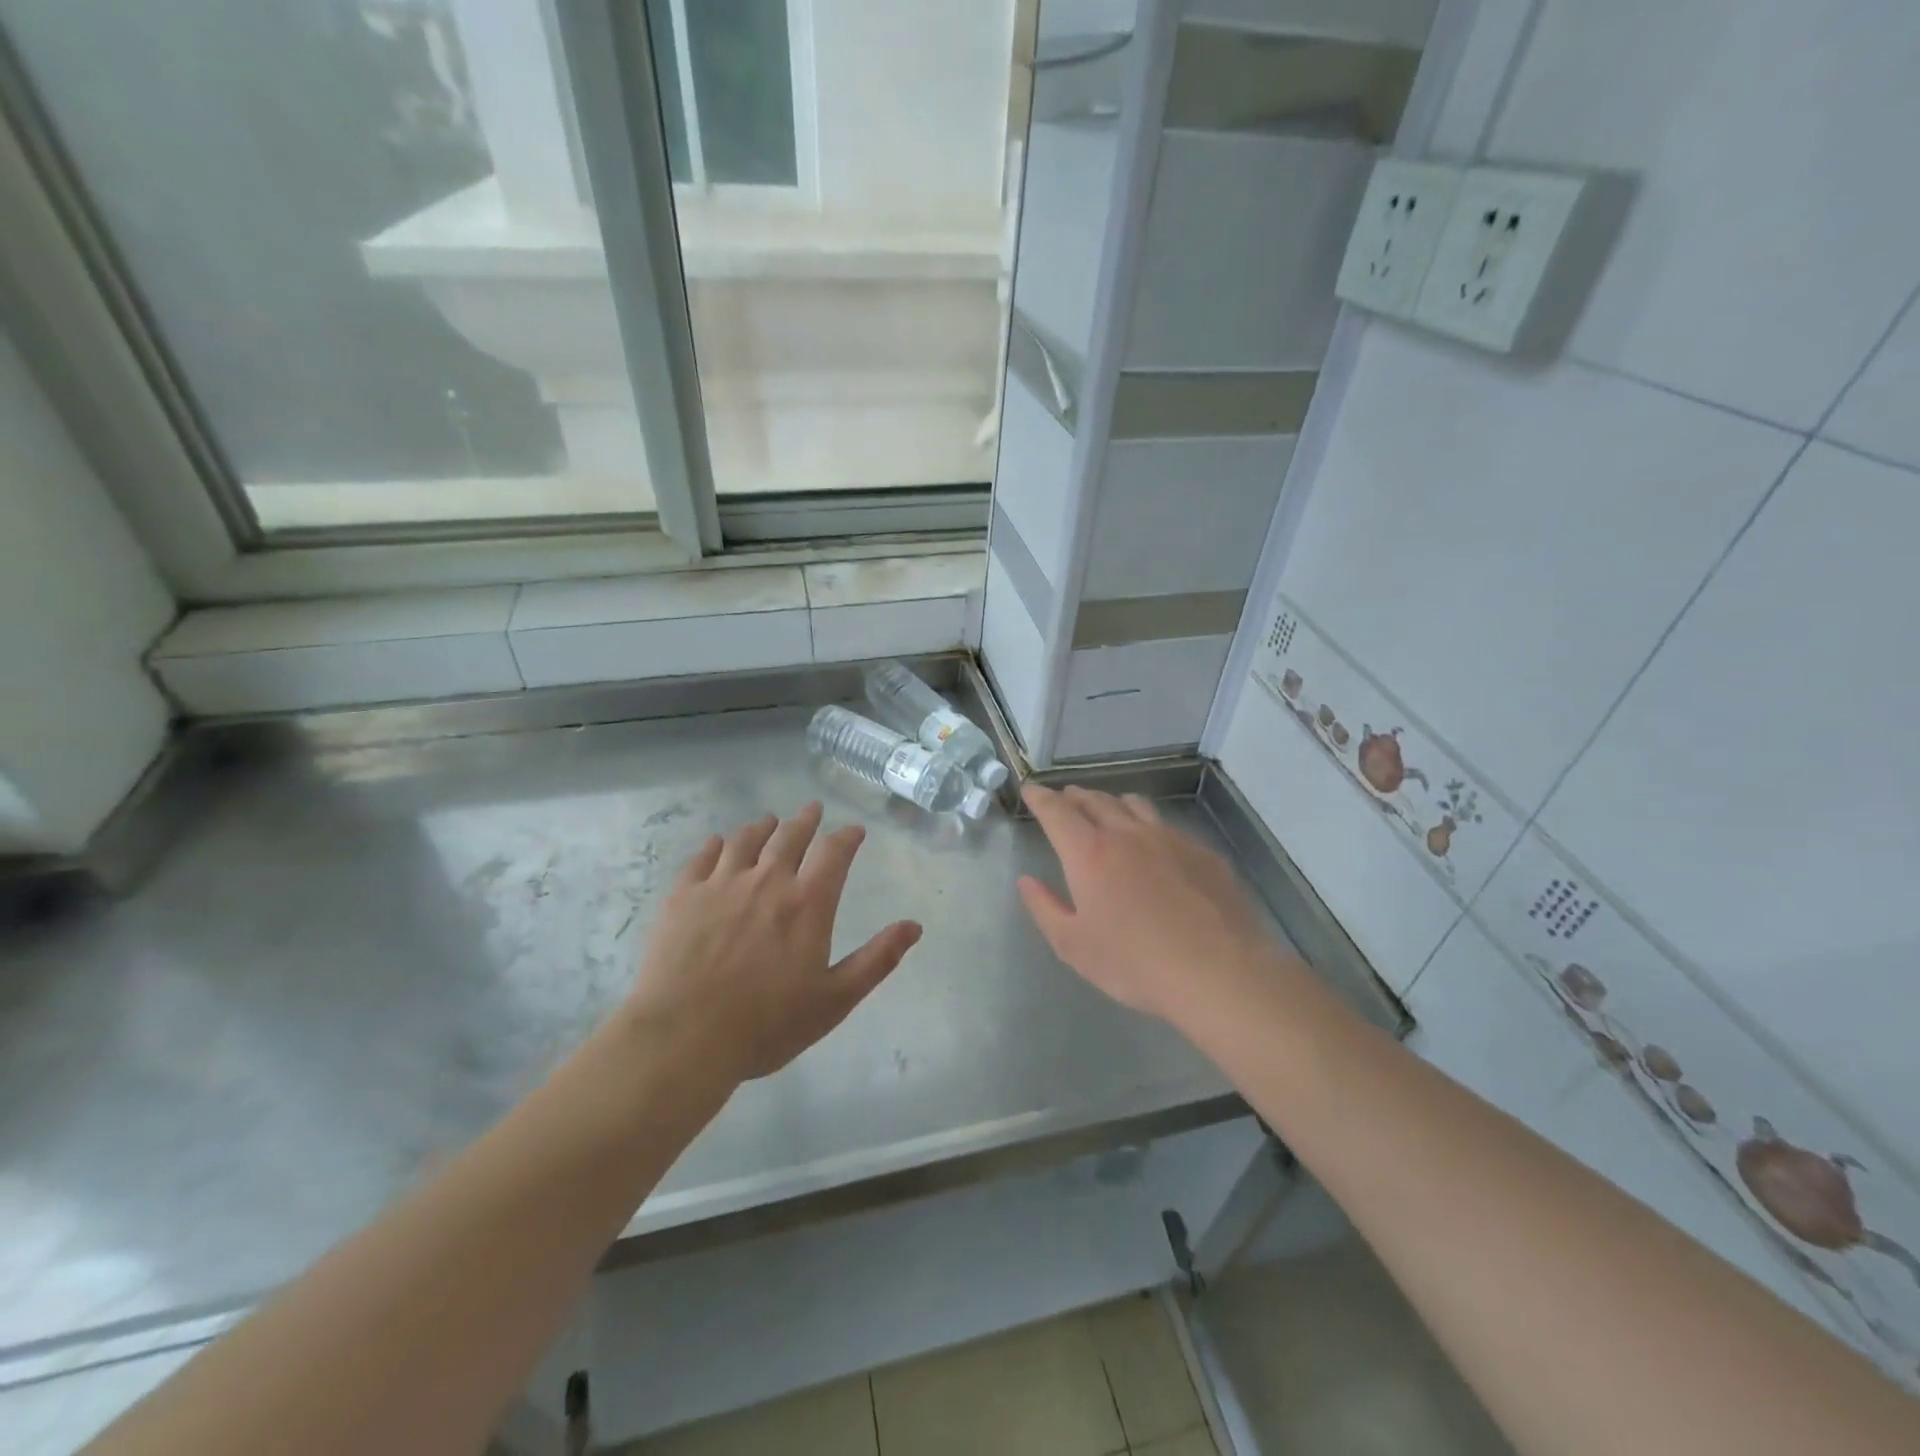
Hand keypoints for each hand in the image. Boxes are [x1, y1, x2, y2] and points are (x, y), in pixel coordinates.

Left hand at [627, 803, 921, 1081]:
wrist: (684, 1038)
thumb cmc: (767, 1024)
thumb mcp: (835, 1000)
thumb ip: (877, 959)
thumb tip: (914, 926)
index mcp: (807, 903)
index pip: (834, 853)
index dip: (847, 837)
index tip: (854, 830)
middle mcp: (767, 881)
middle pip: (790, 836)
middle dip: (806, 820)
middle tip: (812, 810)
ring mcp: (720, 884)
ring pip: (745, 840)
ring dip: (762, 826)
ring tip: (769, 821)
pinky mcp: (683, 896)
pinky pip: (702, 857)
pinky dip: (716, 845)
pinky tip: (718, 844)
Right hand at [1018, 785, 1288, 1028]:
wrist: (1220, 973)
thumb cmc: (1135, 963)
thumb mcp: (1074, 946)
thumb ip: (1045, 908)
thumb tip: (1027, 881)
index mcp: (1090, 853)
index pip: (1057, 812)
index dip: (1040, 798)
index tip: (1031, 790)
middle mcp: (1128, 834)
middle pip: (1096, 801)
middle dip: (1075, 797)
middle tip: (1064, 799)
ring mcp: (1170, 839)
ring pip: (1134, 805)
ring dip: (1112, 803)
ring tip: (1106, 810)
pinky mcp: (1203, 853)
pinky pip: (1167, 827)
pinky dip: (1148, 826)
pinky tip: (1155, 847)